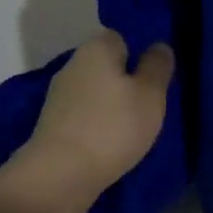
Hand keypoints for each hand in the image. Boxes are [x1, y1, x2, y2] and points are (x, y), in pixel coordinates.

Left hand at [0, 30, 173, 212]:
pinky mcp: (53, 125)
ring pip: (95, 92)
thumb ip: (158, 66)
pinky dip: (97, 125)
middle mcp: (73, 65)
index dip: (140, 53)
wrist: (60, 175)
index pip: (121, 37)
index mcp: (96, 48)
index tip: (155, 76)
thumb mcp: (151, 94)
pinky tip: (111, 143)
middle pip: (107, 65)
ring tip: (133, 128)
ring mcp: (59, 96)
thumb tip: (159, 46)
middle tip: (150, 104)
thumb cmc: (113, 126)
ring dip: (111, 106)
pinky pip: (84, 116)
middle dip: (126, 81)